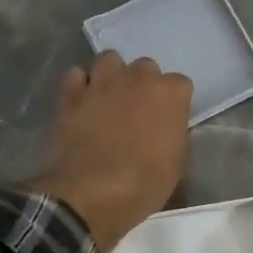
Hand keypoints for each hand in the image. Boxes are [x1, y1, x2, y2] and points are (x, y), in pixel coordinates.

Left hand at [32, 52, 192, 252]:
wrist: (93, 193)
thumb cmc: (145, 183)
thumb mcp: (177, 163)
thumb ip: (174, 133)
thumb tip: (166, 127)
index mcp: (169, 94)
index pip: (180, 84)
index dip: (174, 102)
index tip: (169, 120)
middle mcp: (137, 79)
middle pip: (146, 66)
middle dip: (144, 84)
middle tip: (139, 110)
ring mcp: (102, 84)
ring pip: (109, 59)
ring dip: (112, 74)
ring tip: (110, 97)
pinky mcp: (71, 96)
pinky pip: (75, 76)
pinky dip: (79, 85)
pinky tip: (82, 102)